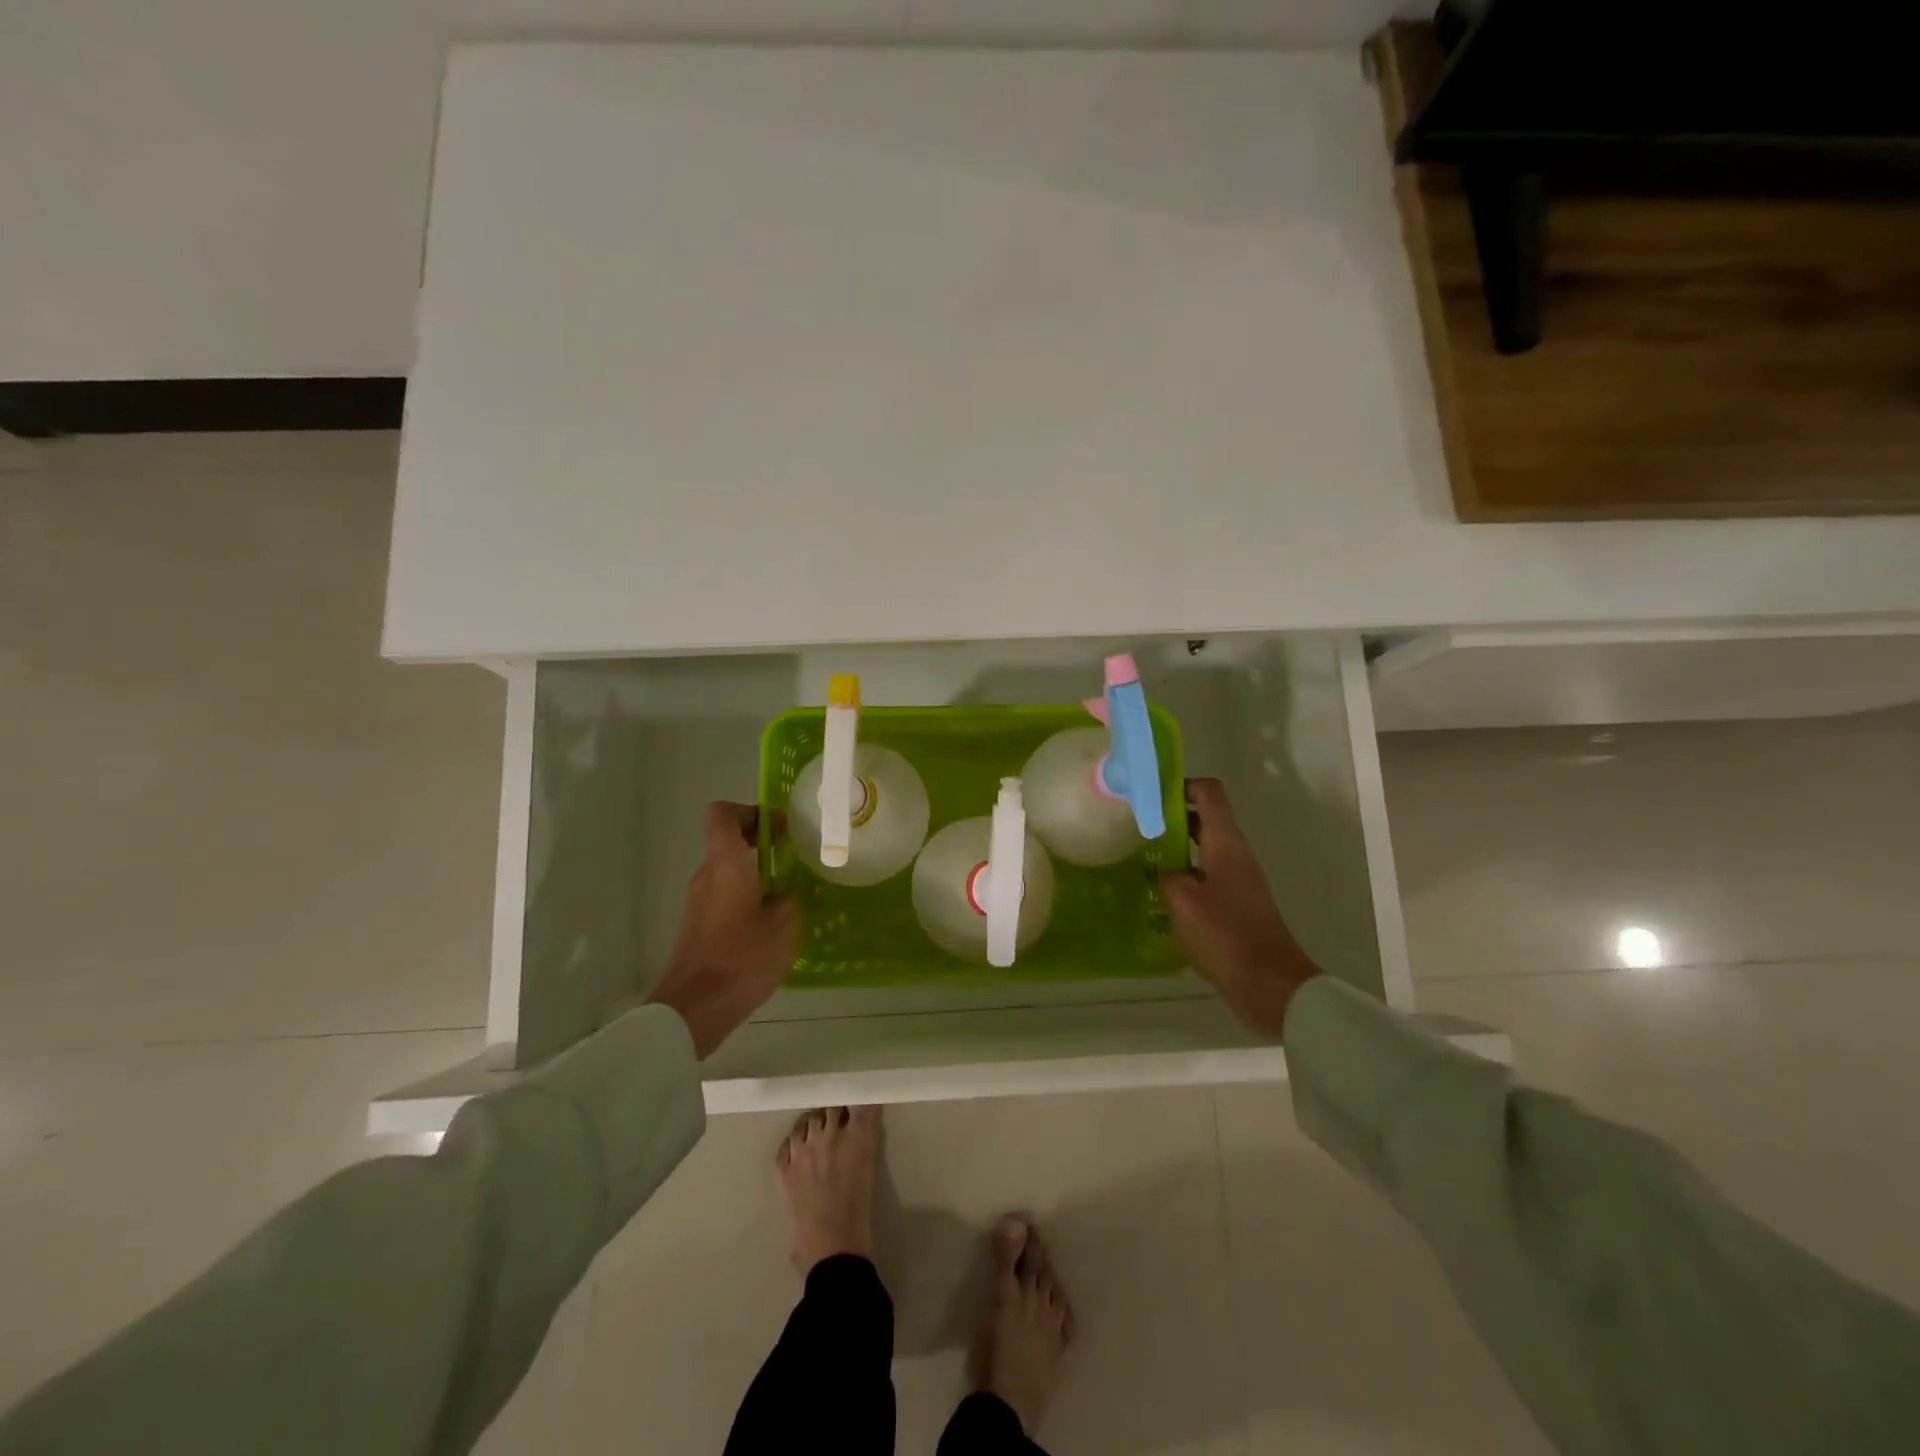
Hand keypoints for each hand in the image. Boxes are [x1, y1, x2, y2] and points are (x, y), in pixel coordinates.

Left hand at [647, 802, 798, 1058]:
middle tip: (793, 857)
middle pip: (726, 841)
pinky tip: (769, 924)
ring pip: (727, 870)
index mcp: (726, 863)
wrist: (694, 1009)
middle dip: (760, 843)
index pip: (722, 814)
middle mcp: (706, 875)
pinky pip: (724, 896)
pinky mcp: (697, 926)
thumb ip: (786, 899)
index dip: (749, 811)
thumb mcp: (784, 925)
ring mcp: (698, 902)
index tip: (778, 828)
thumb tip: (781, 895)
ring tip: (788, 893)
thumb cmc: (742, 958)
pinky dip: (746, 897)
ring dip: (754, 873)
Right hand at [1159, 778, 1318, 1039]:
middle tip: (1136, 825)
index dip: (1183, 785)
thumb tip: (1162, 870)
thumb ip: (1166, 876)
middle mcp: (1235, 855)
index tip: (1151, 794)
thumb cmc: (1225, 934)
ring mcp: (1238, 882)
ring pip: (1204, 850)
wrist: (1269, 985)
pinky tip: (1160, 895)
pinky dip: (1185, 877)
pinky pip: (1207, 878)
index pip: (1210, 793)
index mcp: (1226, 843)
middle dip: (1172, 817)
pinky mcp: (1236, 906)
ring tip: (1142, 858)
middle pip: (1205, 819)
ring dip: (1176, 849)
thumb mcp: (1182, 901)